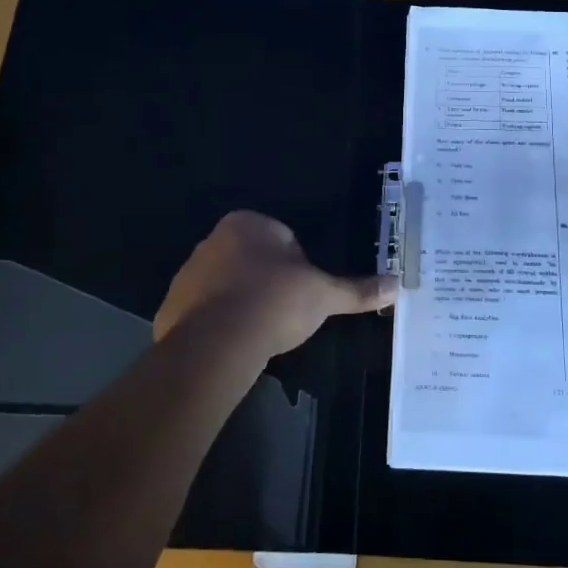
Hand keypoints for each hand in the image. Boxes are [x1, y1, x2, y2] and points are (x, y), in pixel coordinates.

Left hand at [155, 211, 394, 357]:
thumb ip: (357, 289)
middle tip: (284, 314)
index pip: (282, 238)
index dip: (298, 267)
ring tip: (259, 332)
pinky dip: (218, 324)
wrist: (217, 343)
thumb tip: (397, 285)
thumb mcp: (324, 294)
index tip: (302, 293)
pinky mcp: (170, 306)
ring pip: (226, 285)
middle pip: (252, 260)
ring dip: (241, 302)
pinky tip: (233, 344)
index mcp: (248, 224)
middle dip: (267, 282)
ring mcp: (188, 273)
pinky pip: (202, 311)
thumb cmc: (275, 302)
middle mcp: (213, 240)